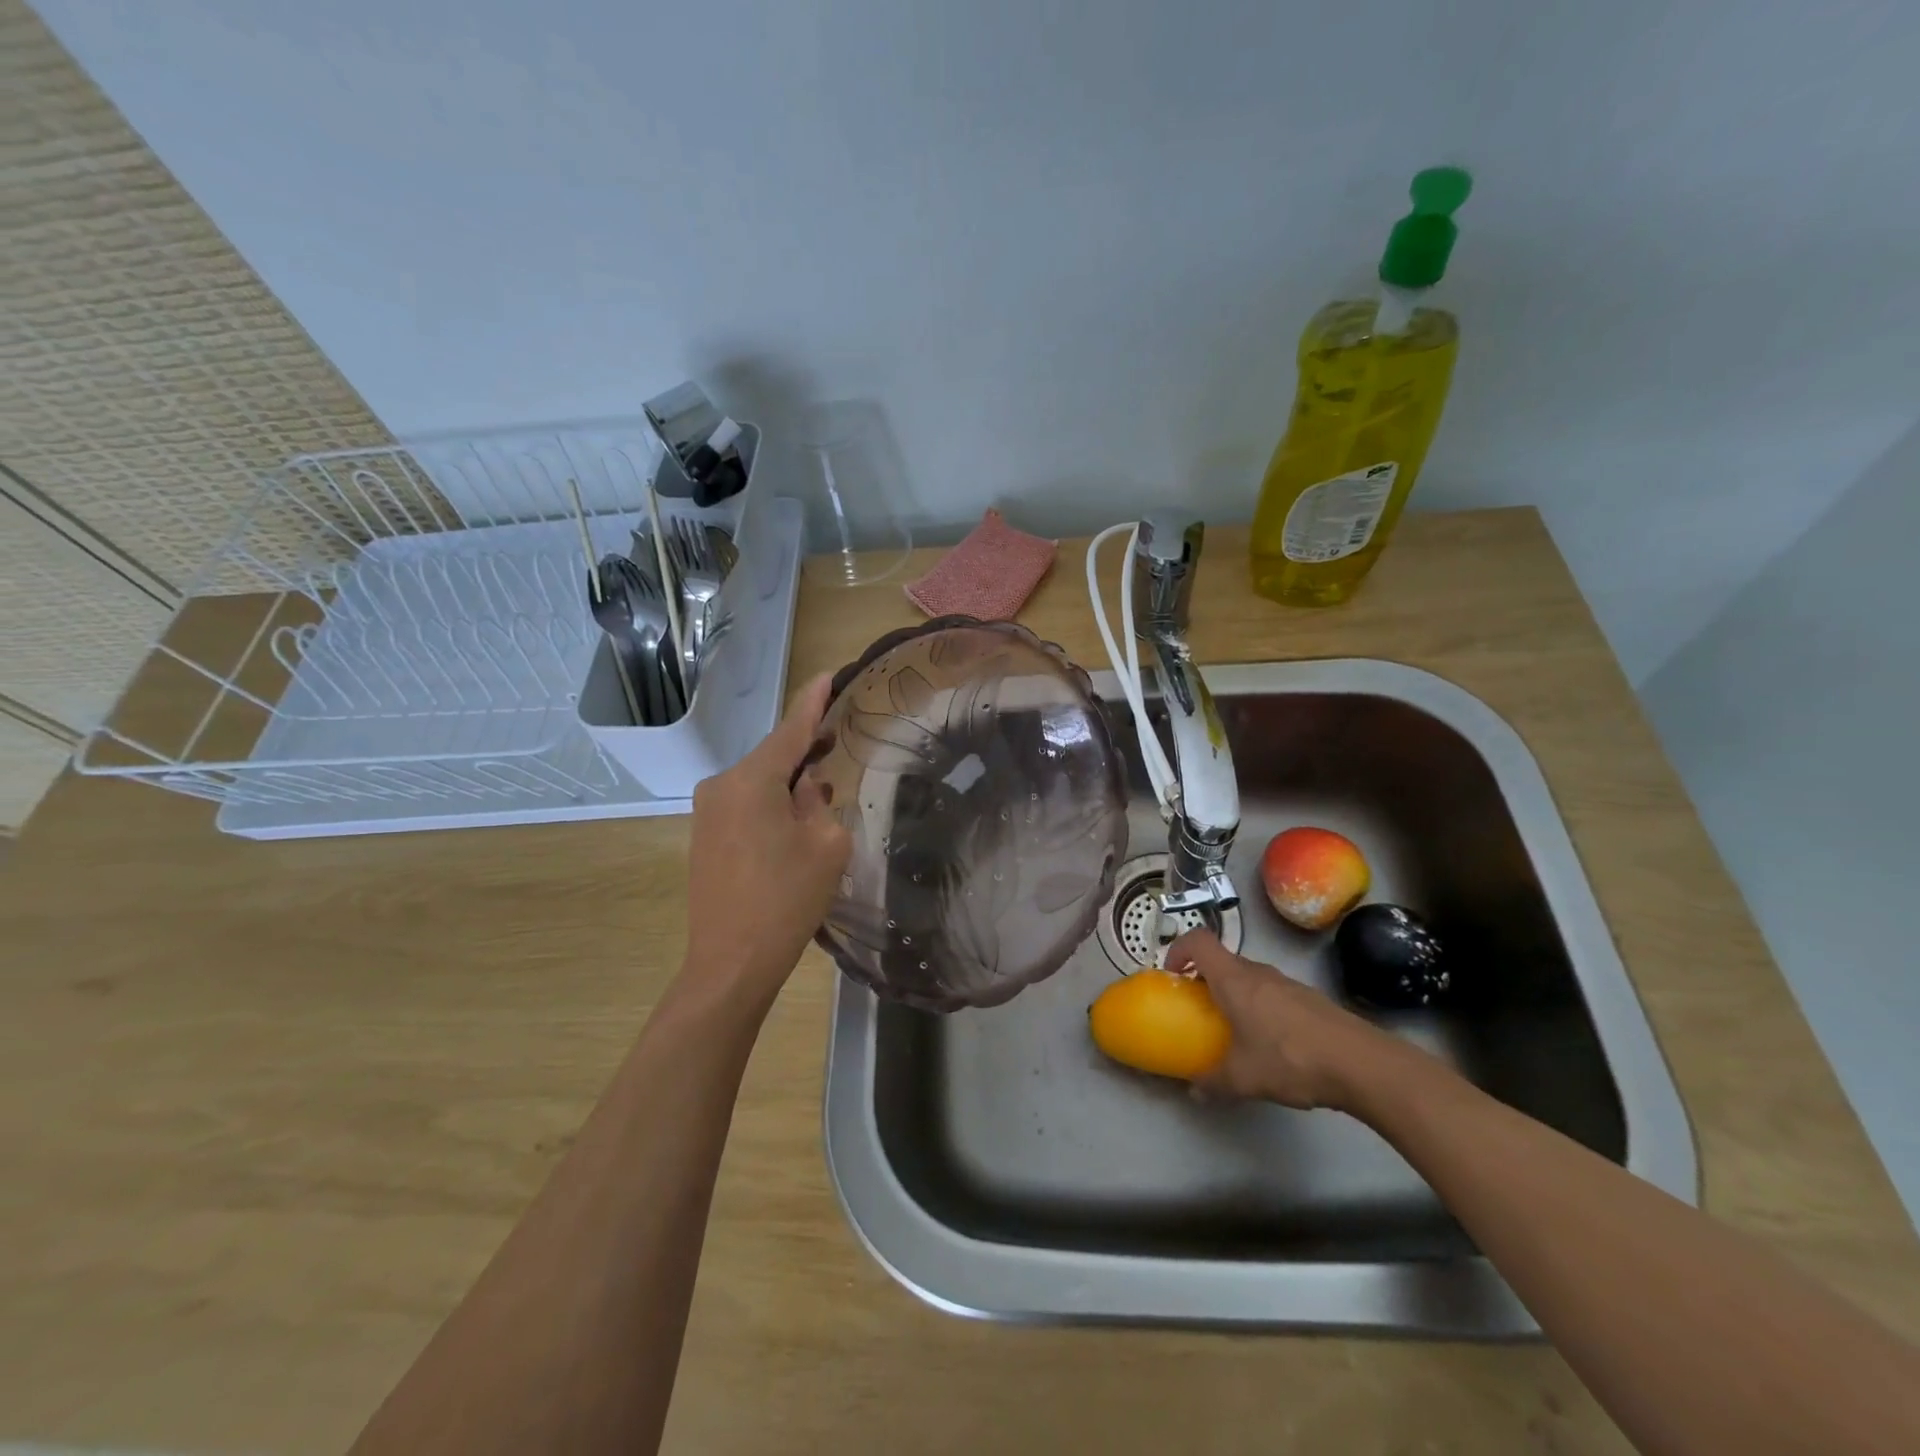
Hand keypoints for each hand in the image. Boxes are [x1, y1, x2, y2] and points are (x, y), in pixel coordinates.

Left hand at [680, 674, 851, 1013]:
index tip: (826, 675)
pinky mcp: (704, 836)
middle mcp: (721, 785)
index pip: (790, 730)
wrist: (731, 962)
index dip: (812, 702)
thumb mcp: (825, 845)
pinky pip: (745, 804)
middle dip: (805, 749)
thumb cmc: (786, 900)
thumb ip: (820, 803)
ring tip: (822, 787)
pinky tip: (794, 818)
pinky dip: (771, 803)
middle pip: (772, 756)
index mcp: (752, 780)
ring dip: (789, 782)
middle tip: (837, 737)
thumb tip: (806, 789)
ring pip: (759, 782)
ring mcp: (707, 812)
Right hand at [1165, 929, 1393, 1110]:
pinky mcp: (1310, 1000)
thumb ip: (1213, 1081)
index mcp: (1234, 980)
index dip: (1179, 949)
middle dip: (1206, 978)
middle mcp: (1258, 972)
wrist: (1361, 1064)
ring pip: (1250, 977)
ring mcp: (1288, 984)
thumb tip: (1194, 1090)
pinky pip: (1273, 994)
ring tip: (1235, 1030)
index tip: (1172, 974)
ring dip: (1235, 994)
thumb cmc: (1290, 1059)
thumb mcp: (1243, 1078)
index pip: (1199, 940)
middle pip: (1224, 960)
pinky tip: (1272, 1044)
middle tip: (1200, 1009)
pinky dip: (1261, 1008)